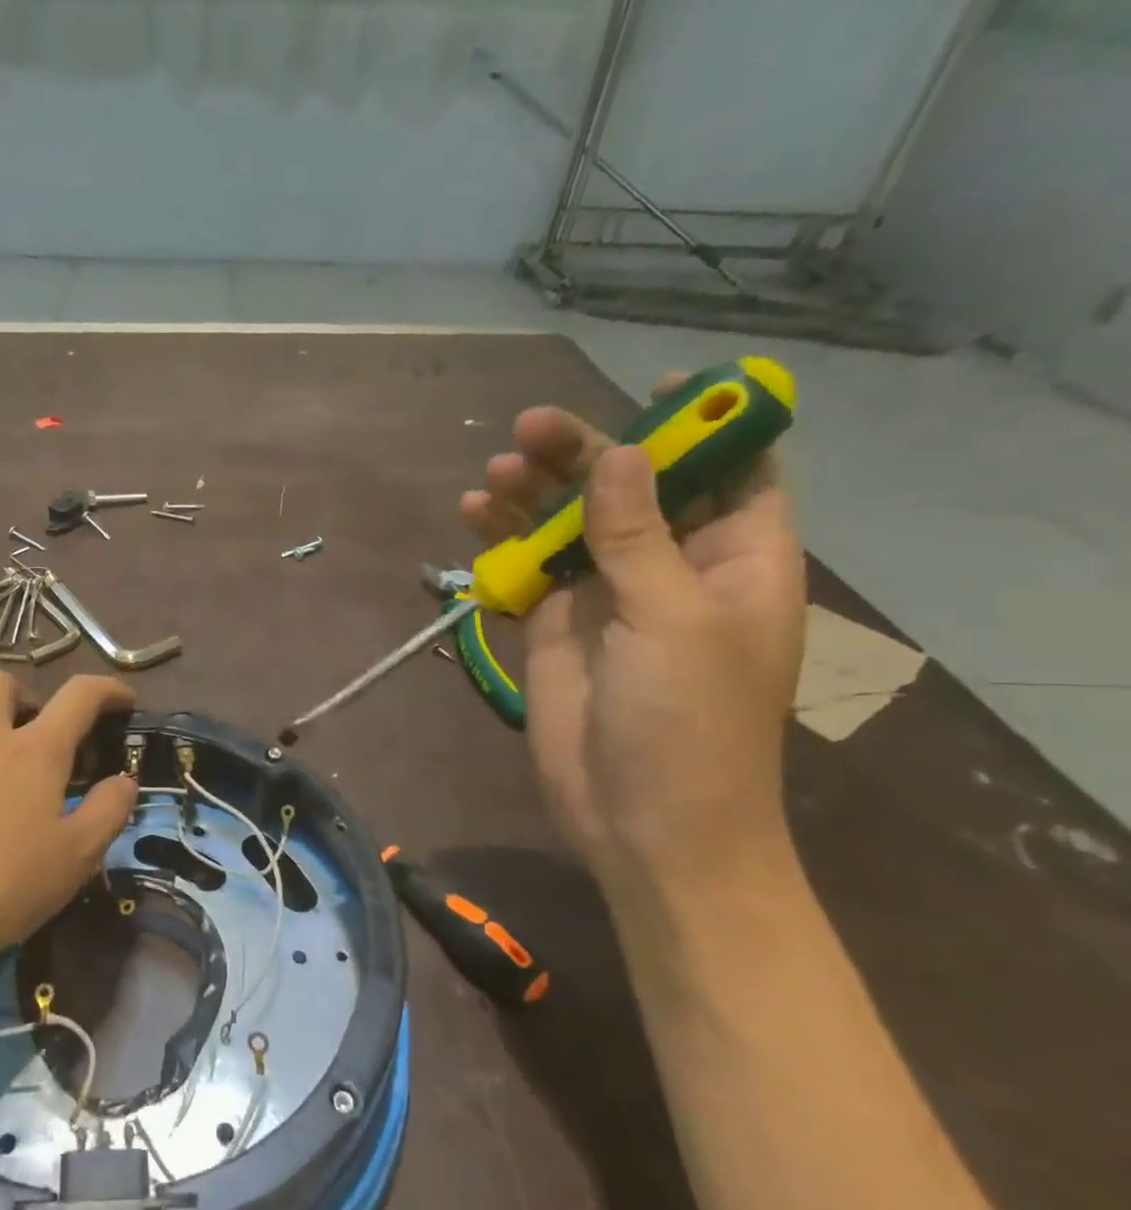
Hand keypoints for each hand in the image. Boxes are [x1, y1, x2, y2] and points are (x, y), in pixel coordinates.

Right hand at [461, 380, 805, 886]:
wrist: (641, 822)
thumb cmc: (689, 723)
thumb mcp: (675, 620)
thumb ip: (640, 536)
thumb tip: (618, 455)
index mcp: (736, 559)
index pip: (734, 470)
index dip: (705, 426)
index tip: (661, 387)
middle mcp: (672, 567)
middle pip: (630, 487)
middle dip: (584, 452)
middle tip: (529, 427)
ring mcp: (608, 596)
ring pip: (571, 523)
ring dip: (533, 493)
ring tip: (493, 472)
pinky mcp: (555, 625)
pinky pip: (529, 567)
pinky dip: (502, 541)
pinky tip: (473, 516)